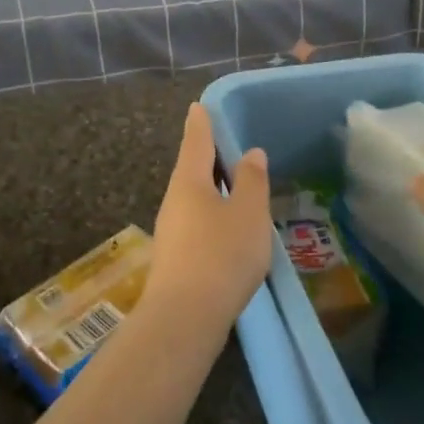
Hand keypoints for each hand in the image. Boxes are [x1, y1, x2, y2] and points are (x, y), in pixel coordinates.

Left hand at [149, 103, 272, 328]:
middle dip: (208, 159)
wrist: (185, 317)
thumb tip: (250, 154)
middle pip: (191, 171)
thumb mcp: (248, 213)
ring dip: (212, 191)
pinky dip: (211, 217)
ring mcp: (171, 232)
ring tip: (234, 190)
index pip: (196, 142)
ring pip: (193, 200)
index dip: (201, 123)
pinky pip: (195, 224)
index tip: (198, 106)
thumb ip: (252, 181)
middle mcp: (173, 201)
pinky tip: (227, 231)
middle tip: (226, 148)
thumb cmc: (221, 254)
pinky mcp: (175, 259)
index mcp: (189, 182)